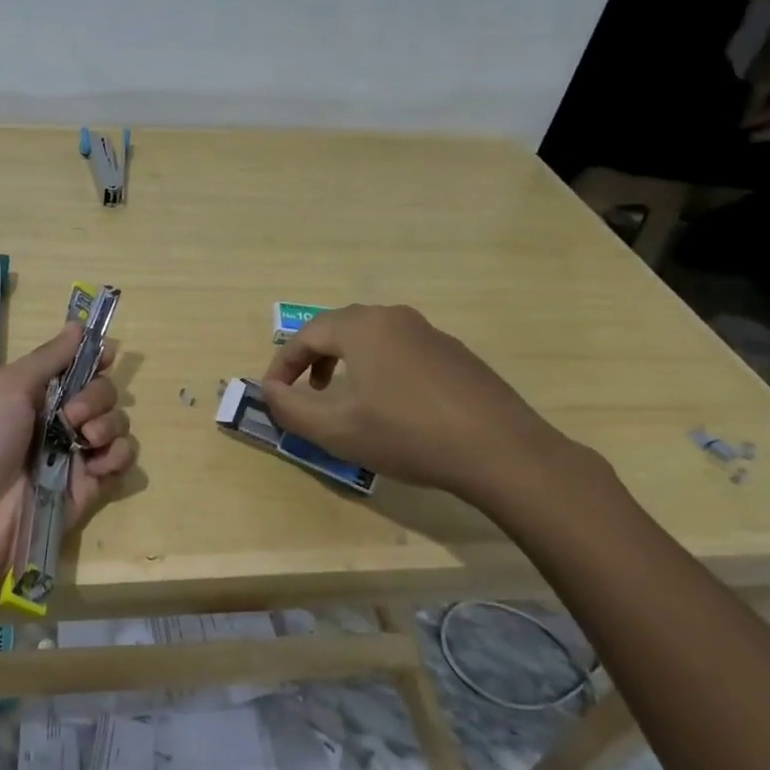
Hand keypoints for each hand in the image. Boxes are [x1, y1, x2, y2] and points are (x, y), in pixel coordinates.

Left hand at [0, 323, 135, 598]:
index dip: (96, 358)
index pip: (79, 367)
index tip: (109, 353)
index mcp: (37, 393)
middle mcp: (59, 421)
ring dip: (110, 424)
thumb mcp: (9, 387)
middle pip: (105, 393)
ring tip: (85, 440)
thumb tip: (79, 324)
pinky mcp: (89, 488)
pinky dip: (118, 455)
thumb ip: (50, 357)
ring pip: (118, 425)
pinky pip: (122, 461)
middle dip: (98, 396)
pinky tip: (96, 463)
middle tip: (72, 415)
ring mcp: (75, 456)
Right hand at [260, 304, 580, 509]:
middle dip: (314, 359)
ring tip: (344, 398)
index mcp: (362, 326)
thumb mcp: (336, 430)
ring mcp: (431, 333)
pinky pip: (402, 351)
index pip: (306, 334)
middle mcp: (395, 318)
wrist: (501, 451)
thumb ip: (290, 408)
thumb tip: (268, 390)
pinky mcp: (456, 354)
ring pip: (373, 339)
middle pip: (340, 329)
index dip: (283, 364)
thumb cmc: (407, 435)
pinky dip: (380, 369)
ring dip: (347, 363)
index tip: (274, 393)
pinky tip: (392, 406)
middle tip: (306, 391)